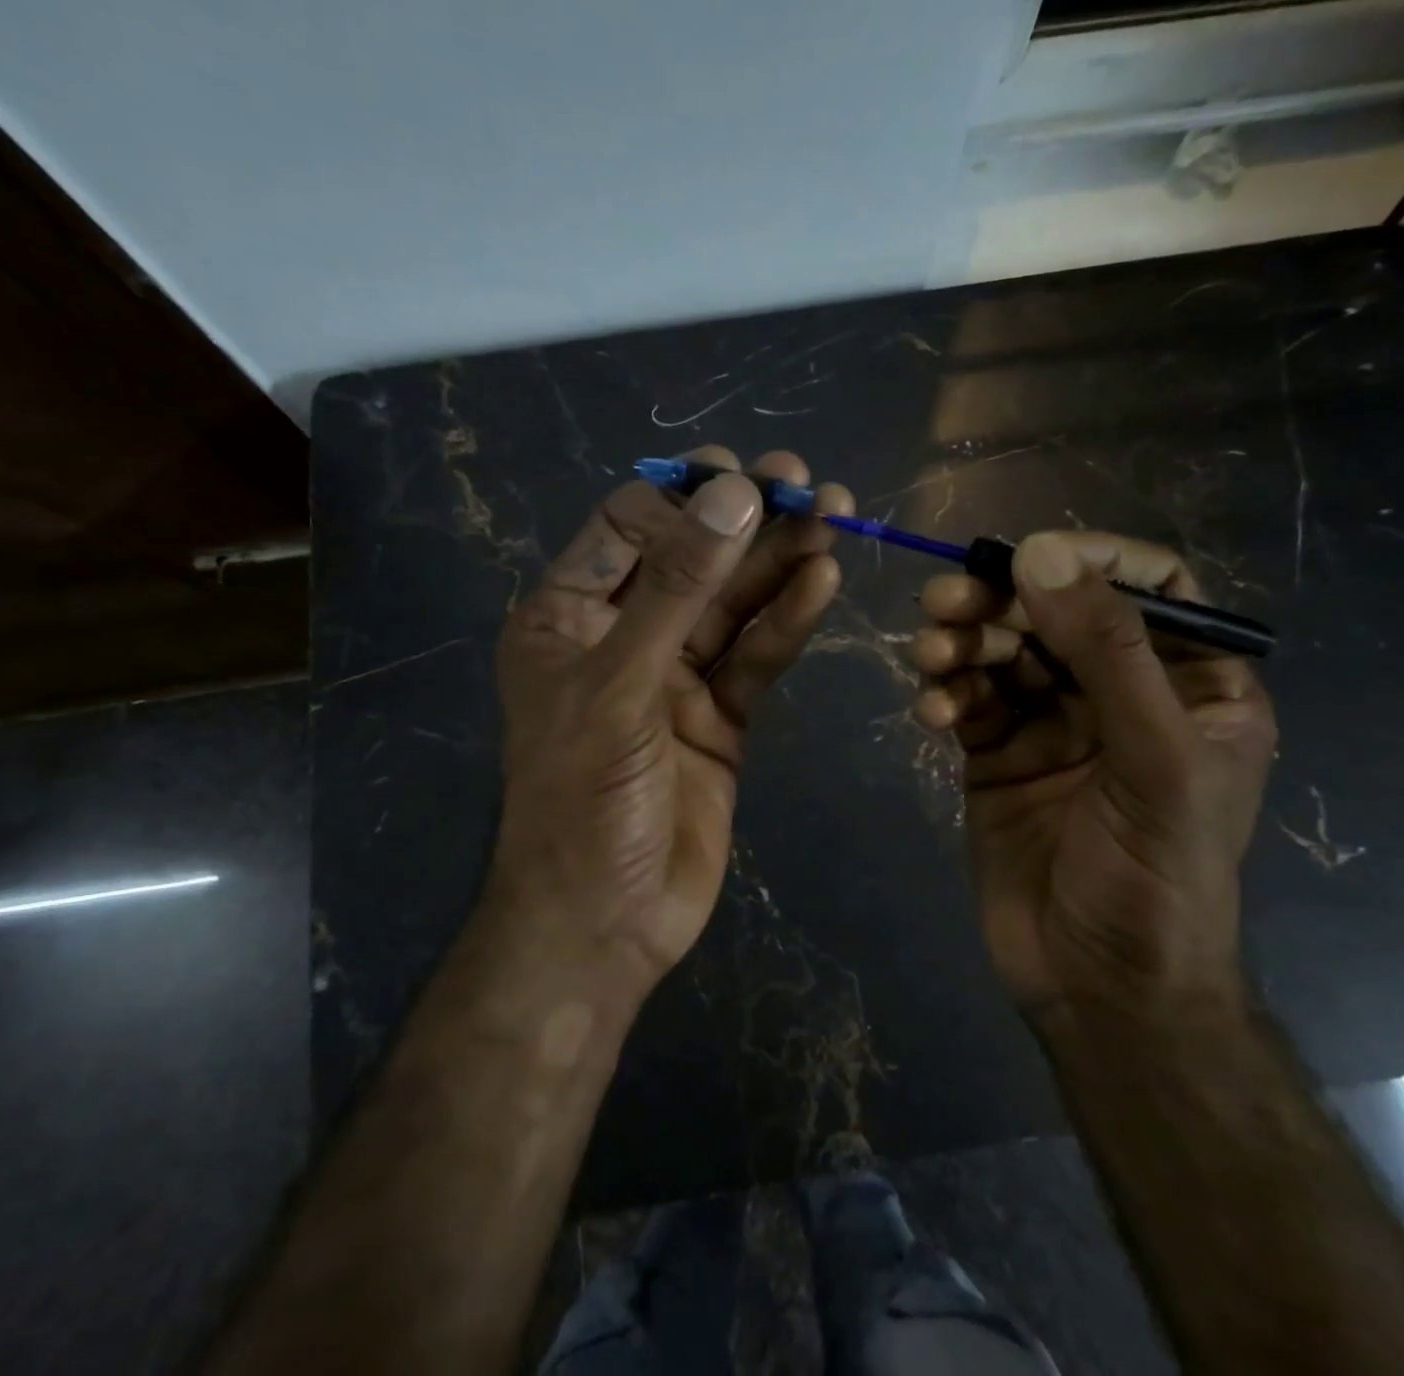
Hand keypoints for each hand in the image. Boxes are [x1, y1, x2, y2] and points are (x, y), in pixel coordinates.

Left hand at [487, 448, 852, 996]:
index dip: (685, 499)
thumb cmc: (583, 801)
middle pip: (692, 559)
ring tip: (836, 516)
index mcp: (567, 616)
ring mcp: (675, 676)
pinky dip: (789, 621)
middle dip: (747, 521)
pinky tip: (824, 580)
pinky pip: (756, 656)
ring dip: (780, 562)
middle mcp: (622, 635)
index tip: (743, 478)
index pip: (628, 527)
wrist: (606, 923)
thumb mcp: (620, 685)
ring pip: (733, 604)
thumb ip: (676, 590)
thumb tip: (733, 495)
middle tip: (810, 482)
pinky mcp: (720, 716)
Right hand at [911, 532, 1276, 1030]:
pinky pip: (968, 699)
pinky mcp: (997, 752)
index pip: (1151, 588)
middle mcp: (1122, 694)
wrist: (1097, 989)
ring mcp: (1054, 722)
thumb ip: (1107, 653)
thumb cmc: (1156, 879)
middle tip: (944, 602)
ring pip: (1003, 652)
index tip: (1025, 560)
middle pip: (1058, 613)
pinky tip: (931, 712)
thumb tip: (1040, 553)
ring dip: (962, 644)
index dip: (1091, 561)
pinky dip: (946, 693)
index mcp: (1192, 686)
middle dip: (1001, 602)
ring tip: (930, 657)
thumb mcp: (1155, 762)